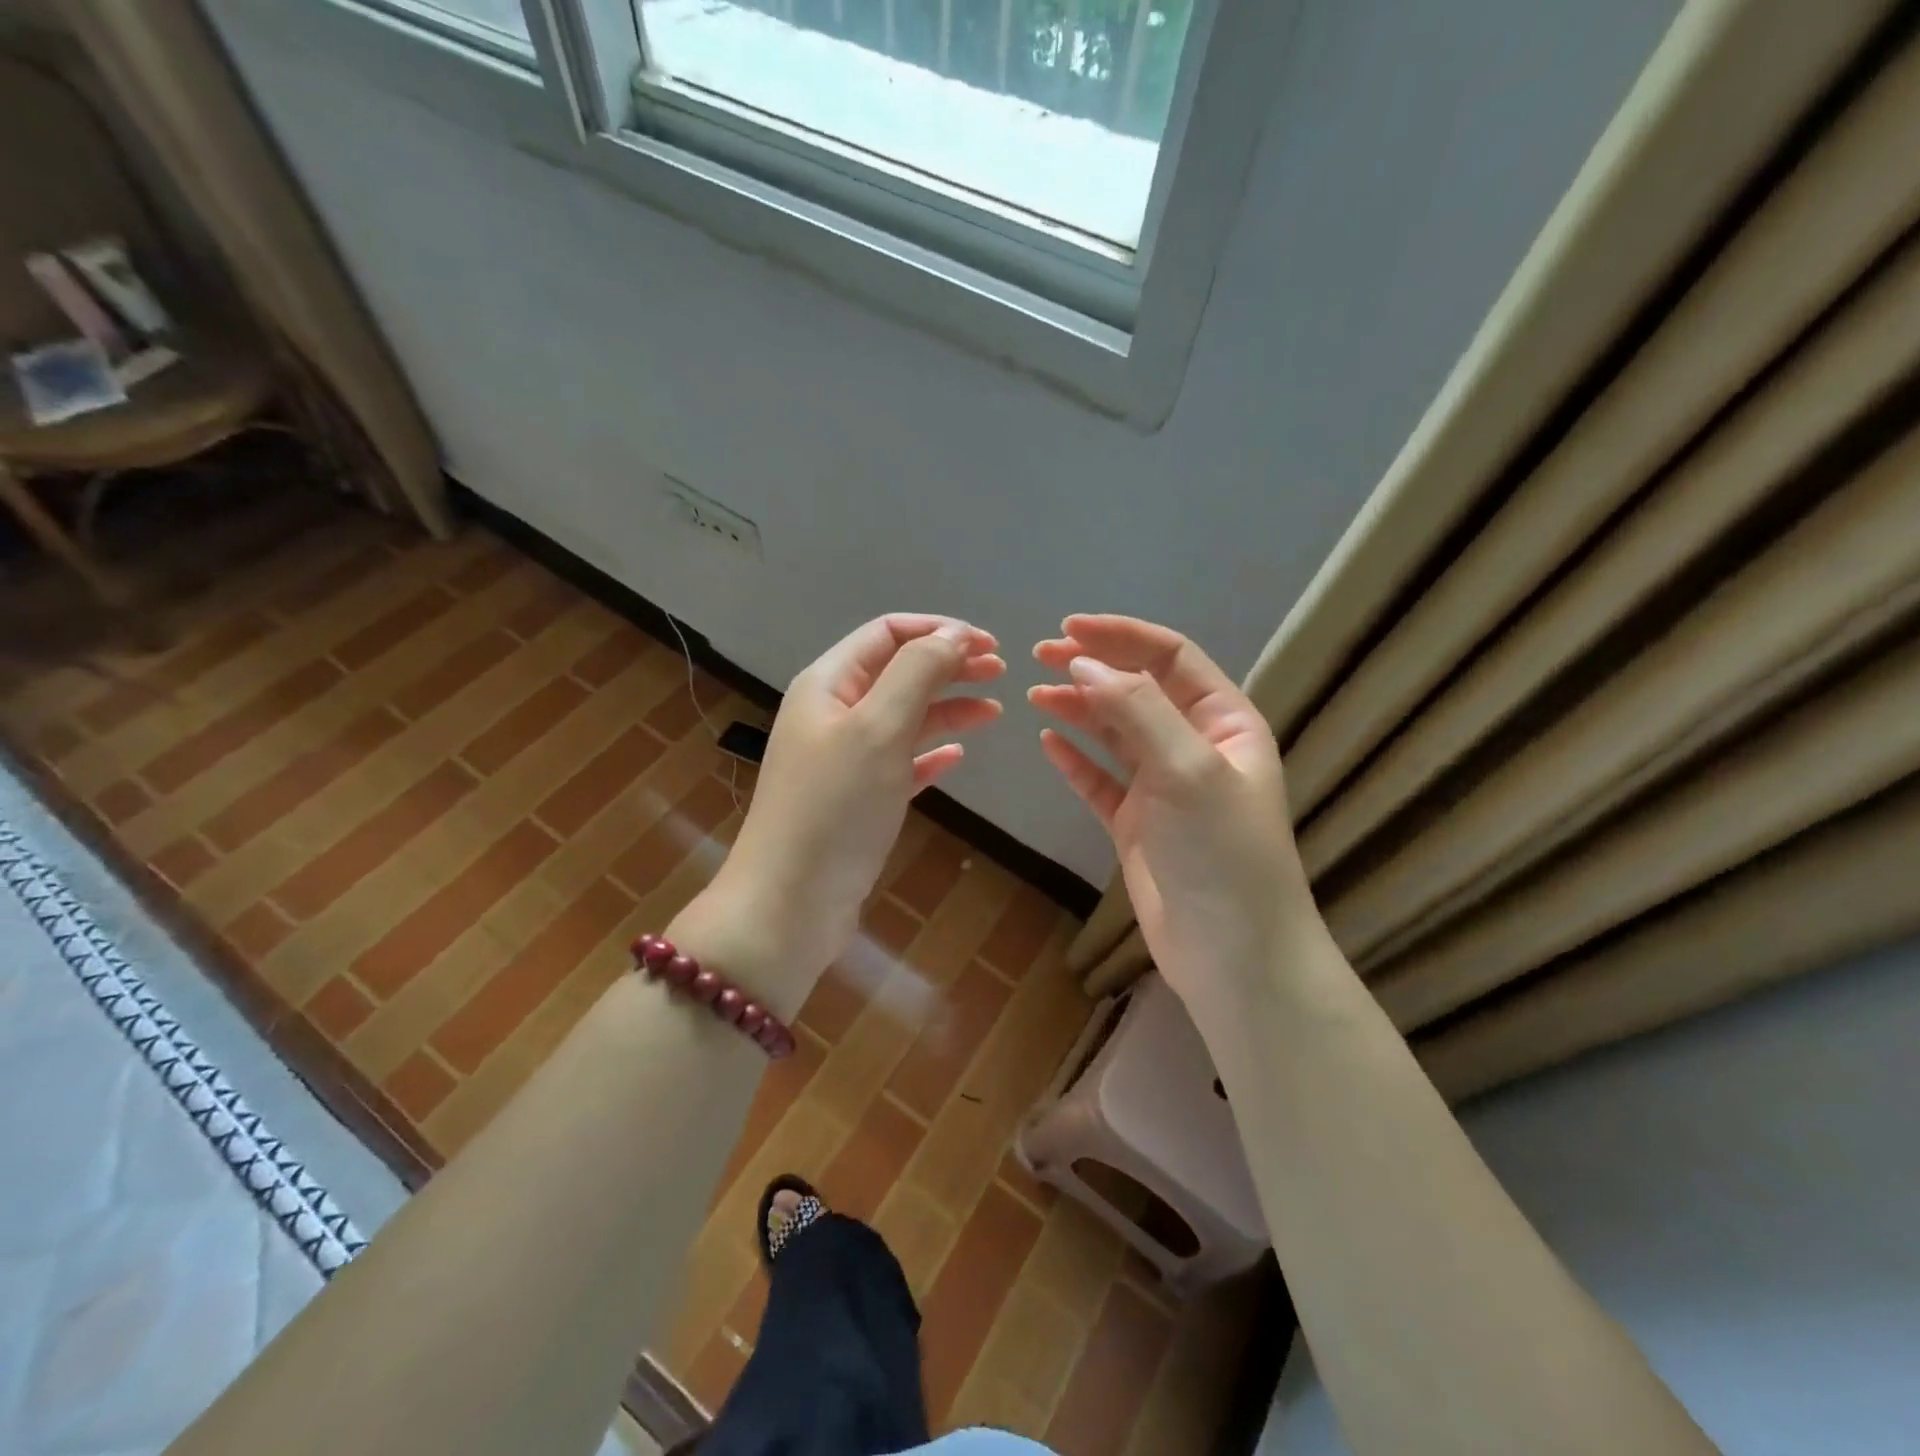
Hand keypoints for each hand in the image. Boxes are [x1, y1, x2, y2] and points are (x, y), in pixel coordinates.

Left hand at [672, 615, 1002, 1015]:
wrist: (789, 905)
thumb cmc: (835, 808)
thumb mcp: (879, 729)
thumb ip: (918, 673)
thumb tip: (953, 635)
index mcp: (827, 685)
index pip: (887, 634)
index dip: (938, 631)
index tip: (989, 645)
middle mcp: (832, 714)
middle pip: (898, 672)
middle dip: (948, 666)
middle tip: (1000, 672)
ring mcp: (843, 760)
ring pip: (903, 718)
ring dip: (947, 709)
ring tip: (994, 711)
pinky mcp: (856, 800)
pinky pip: (900, 763)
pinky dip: (930, 754)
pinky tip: (958, 758)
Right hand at [1030, 615, 1312, 1029]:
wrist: (1233, 954)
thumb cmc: (1222, 853)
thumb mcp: (1188, 769)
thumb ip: (1137, 709)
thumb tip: (1081, 664)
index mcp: (1224, 722)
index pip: (1170, 658)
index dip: (1121, 636)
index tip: (1068, 628)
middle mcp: (1194, 746)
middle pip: (1138, 690)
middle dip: (1092, 667)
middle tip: (1039, 655)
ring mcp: (1164, 787)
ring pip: (1115, 733)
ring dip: (1078, 708)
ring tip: (1034, 693)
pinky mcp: (1137, 824)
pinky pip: (1100, 780)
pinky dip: (1075, 759)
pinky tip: (1048, 741)